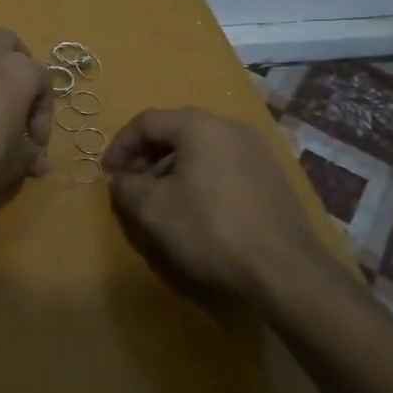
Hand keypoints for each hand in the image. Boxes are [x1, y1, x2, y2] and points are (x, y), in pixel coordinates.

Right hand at [103, 107, 332, 312]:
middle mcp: (231, 127)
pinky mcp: (271, 178)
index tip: (108, 175)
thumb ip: (126, 187)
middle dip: (146, 158)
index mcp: (200, 125)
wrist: (285, 271)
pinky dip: (200, 180)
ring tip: (162, 203)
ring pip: (201, 150)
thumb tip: (120, 179)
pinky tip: (196, 212)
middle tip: (131, 187)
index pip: (146, 122)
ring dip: (172, 170)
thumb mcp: (152, 209)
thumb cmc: (209, 229)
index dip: (119, 146)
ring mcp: (257, 151)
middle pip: (175, 132)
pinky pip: (223, 167)